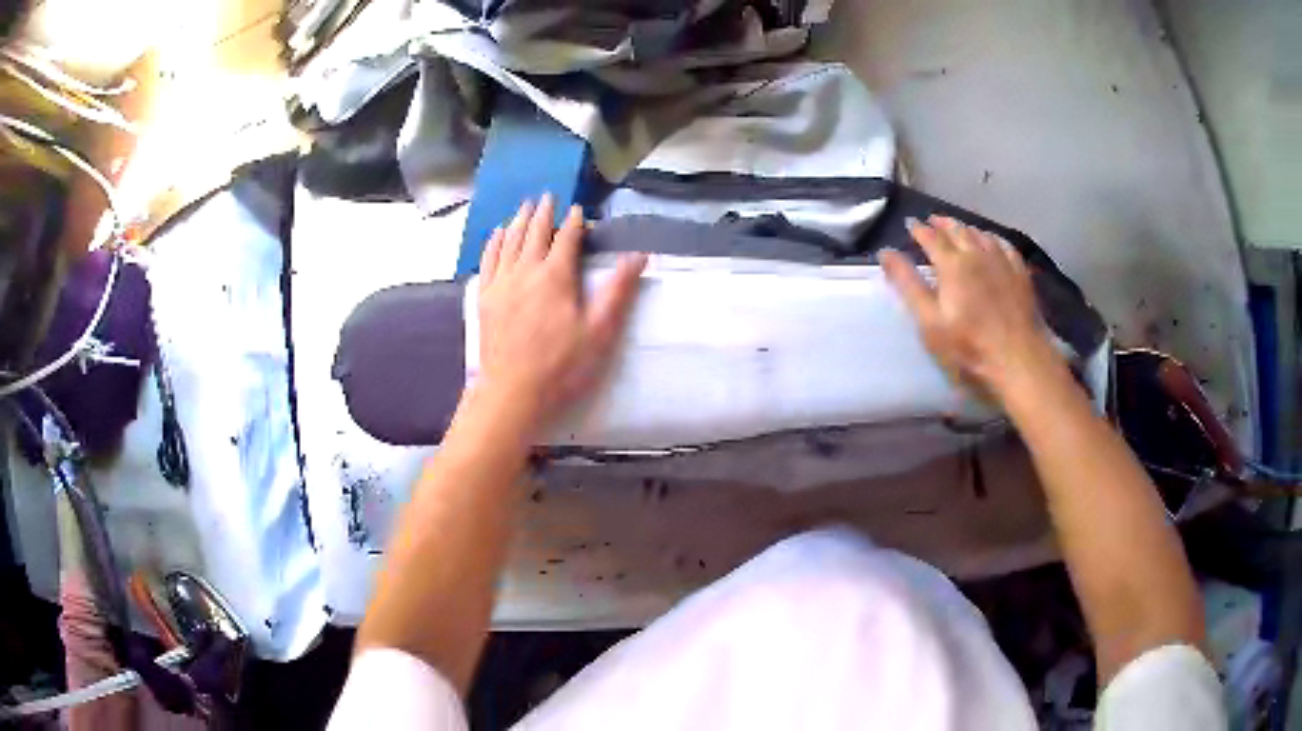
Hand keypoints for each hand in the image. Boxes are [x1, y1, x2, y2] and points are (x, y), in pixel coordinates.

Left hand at [475, 196, 646, 428]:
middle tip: (547, 196)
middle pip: (534, 233)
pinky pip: (489, 260)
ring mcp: (501, 283)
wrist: (512, 393)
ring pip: (509, 241)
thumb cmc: (561, 366)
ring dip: (518, 221)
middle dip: (543, 213)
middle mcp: (525, 271)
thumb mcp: (599, 332)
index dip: (574, 222)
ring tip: (523, 206)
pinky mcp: (485, 298)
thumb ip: (618, 291)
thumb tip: (638, 256)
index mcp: (555, 276)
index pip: (566, 239)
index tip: (579, 210)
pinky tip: (496, 235)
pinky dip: (494, 243)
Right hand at [879, 216, 1064, 400]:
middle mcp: (977, 254)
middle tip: (932, 221)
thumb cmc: (969, 346)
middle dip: (942, 223)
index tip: (910, 224)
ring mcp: (1002, 261)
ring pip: (980, 233)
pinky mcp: (1020, 273)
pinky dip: (991, 238)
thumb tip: (885, 252)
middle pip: (957, 229)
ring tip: (958, 229)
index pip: (931, 237)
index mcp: (952, 264)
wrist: (1018, 359)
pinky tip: (991, 242)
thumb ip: (908, 284)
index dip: (918, 229)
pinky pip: (1004, 244)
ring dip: (965, 228)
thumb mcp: (929, 321)